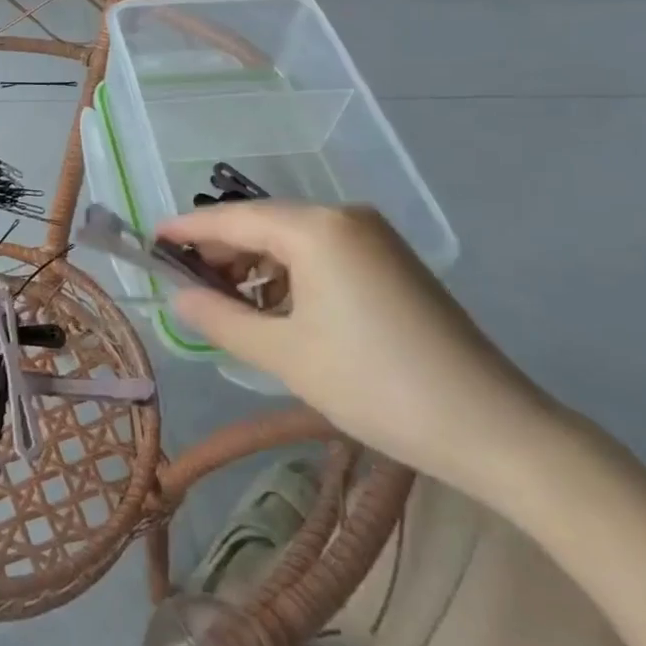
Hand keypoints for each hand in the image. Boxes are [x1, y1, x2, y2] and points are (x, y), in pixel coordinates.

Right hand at [158, 202, 555, 494]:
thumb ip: (221, 319)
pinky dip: (289, 273)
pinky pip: (321, 252)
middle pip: (262, 222)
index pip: (232, 218)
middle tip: (186, 283)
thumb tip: (179, 297)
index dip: (187, 229)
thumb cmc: (376, 385)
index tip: (150, 240)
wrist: (494, 428)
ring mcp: (372, 235)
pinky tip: (276, 307)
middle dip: (221, 250)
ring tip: (228, 303)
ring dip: (254, 264)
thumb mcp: (285, 355)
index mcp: (316, 228)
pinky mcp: (390, 259)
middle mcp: (344, 216)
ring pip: (292, 237)